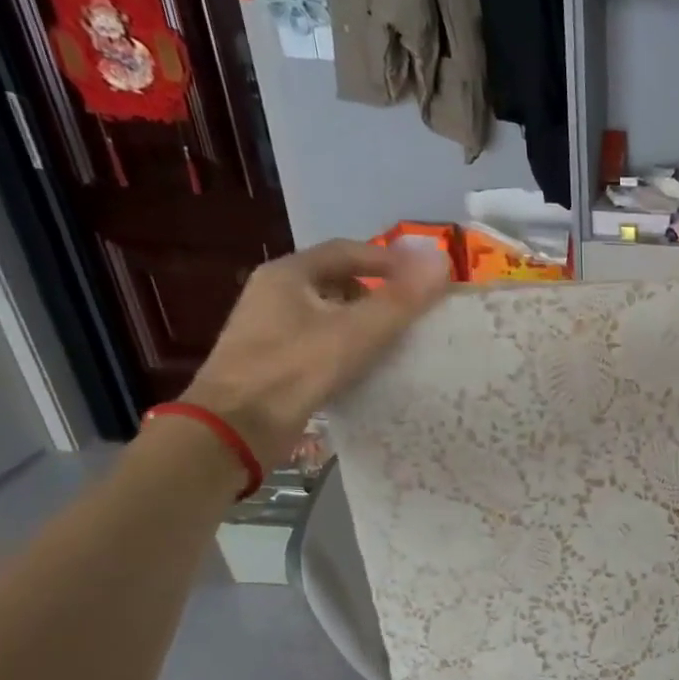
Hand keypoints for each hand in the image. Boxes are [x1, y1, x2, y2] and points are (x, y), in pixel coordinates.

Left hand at [181, 239, 450, 467]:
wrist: (236, 428)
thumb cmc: (296, 370)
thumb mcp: (356, 332)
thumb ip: (400, 299)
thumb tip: (442, 261)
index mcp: (288, 274)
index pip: (347, 251)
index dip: (390, 260)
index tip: (424, 279)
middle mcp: (274, 294)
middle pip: (337, 281)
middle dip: (378, 293)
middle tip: (413, 312)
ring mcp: (270, 330)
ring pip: (328, 315)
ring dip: (364, 323)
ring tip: (397, 342)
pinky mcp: (273, 363)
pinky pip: (320, 343)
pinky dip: (348, 348)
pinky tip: (368, 369)